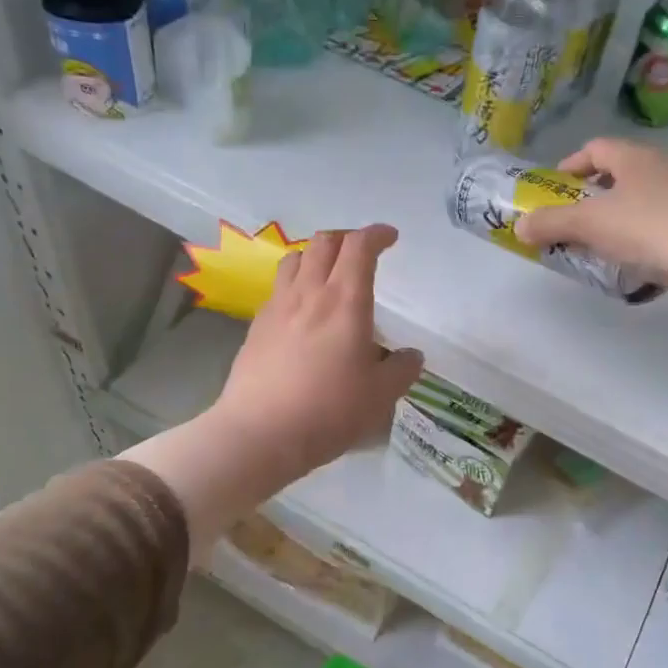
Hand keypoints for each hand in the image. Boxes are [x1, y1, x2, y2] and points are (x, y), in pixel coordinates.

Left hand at [211, 225, 423, 482]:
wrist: (260, 433)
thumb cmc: (329, 411)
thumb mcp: (380, 396)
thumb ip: (401, 370)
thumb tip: (410, 356)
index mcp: (345, 301)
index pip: (359, 247)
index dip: (377, 234)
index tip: (390, 237)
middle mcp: (309, 293)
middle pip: (324, 242)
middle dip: (346, 237)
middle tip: (362, 251)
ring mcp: (277, 307)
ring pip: (295, 259)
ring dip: (316, 254)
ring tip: (328, 273)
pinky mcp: (256, 326)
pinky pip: (278, 288)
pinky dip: (295, 283)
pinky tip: (302, 310)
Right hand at [514, 138, 667, 308]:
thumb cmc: (648, 231)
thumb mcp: (589, 226)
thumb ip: (550, 224)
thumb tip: (520, 227)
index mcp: (637, 157)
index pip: (596, 148)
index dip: (570, 166)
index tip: (553, 192)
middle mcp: (666, 167)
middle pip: (620, 175)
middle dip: (592, 198)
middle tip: (573, 224)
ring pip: (644, 202)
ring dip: (619, 220)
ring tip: (602, 248)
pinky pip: (664, 226)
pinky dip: (644, 240)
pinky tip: (637, 265)